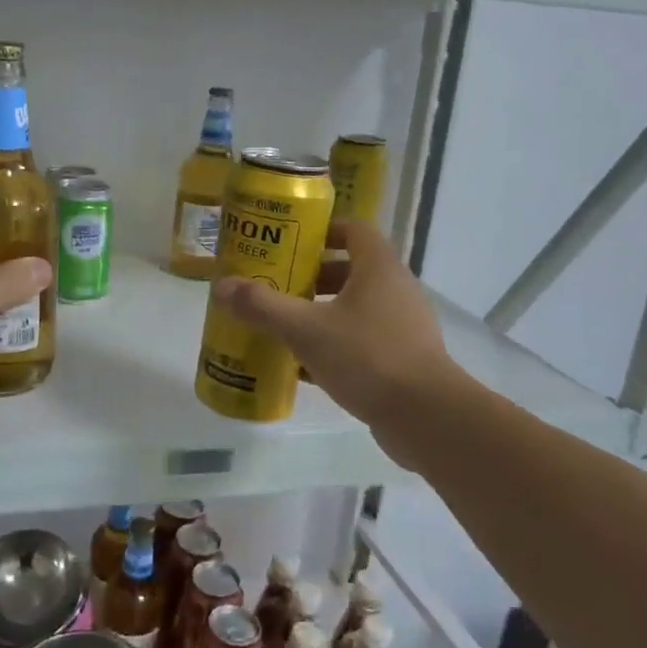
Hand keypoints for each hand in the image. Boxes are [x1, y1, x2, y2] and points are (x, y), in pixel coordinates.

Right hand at [211, 220, 453, 426]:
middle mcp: (396, 289)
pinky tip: (305, 368)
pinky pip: (364, 340)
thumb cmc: (366, 356)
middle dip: (313, 277)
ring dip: (322, 313)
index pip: (354, 231)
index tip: (292, 243)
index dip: (324, 232)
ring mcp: (404, 326)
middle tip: (279, 288)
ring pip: (357, 308)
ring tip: (286, 327)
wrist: (425, 416)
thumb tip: (221, 286)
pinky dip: (336, 345)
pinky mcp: (405, 358)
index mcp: (379, 268)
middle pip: (352, 270)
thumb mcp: (305, 329)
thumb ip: (263, 307)